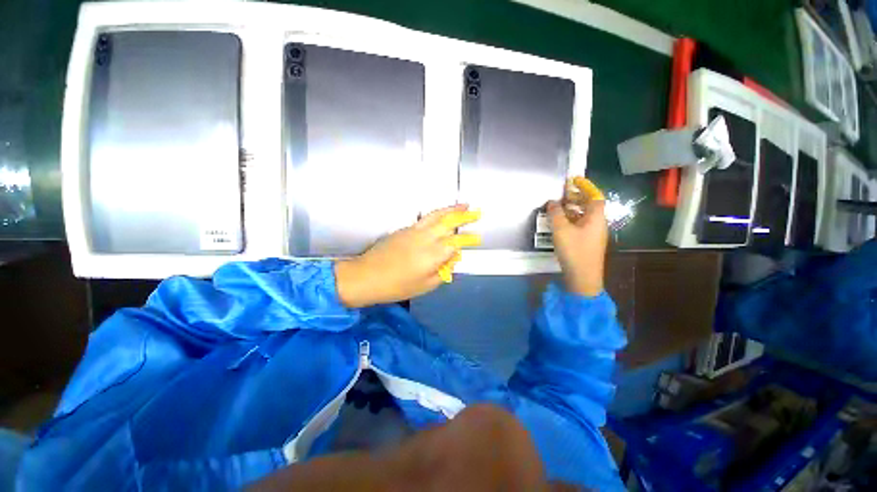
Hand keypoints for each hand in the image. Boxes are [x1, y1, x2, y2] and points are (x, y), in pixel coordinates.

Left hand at [335, 205, 480, 307]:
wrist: (366, 275)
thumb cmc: (397, 286)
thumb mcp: (425, 285)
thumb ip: (442, 271)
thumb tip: (453, 258)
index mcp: (433, 254)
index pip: (456, 242)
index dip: (468, 239)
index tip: (477, 238)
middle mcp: (426, 238)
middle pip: (448, 222)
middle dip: (464, 216)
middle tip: (476, 212)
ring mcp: (414, 230)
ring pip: (436, 215)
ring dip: (451, 209)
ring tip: (462, 205)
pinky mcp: (405, 229)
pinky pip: (425, 218)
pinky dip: (437, 214)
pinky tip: (441, 215)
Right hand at [546, 177, 607, 296]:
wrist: (583, 278)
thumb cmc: (574, 251)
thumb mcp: (561, 230)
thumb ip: (555, 213)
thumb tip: (552, 202)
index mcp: (595, 218)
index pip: (595, 196)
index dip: (585, 187)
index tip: (574, 180)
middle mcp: (597, 224)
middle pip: (589, 206)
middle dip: (577, 198)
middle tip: (562, 195)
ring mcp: (593, 235)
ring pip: (584, 216)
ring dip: (572, 210)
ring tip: (557, 209)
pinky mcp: (587, 243)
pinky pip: (580, 226)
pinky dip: (571, 220)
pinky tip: (560, 225)